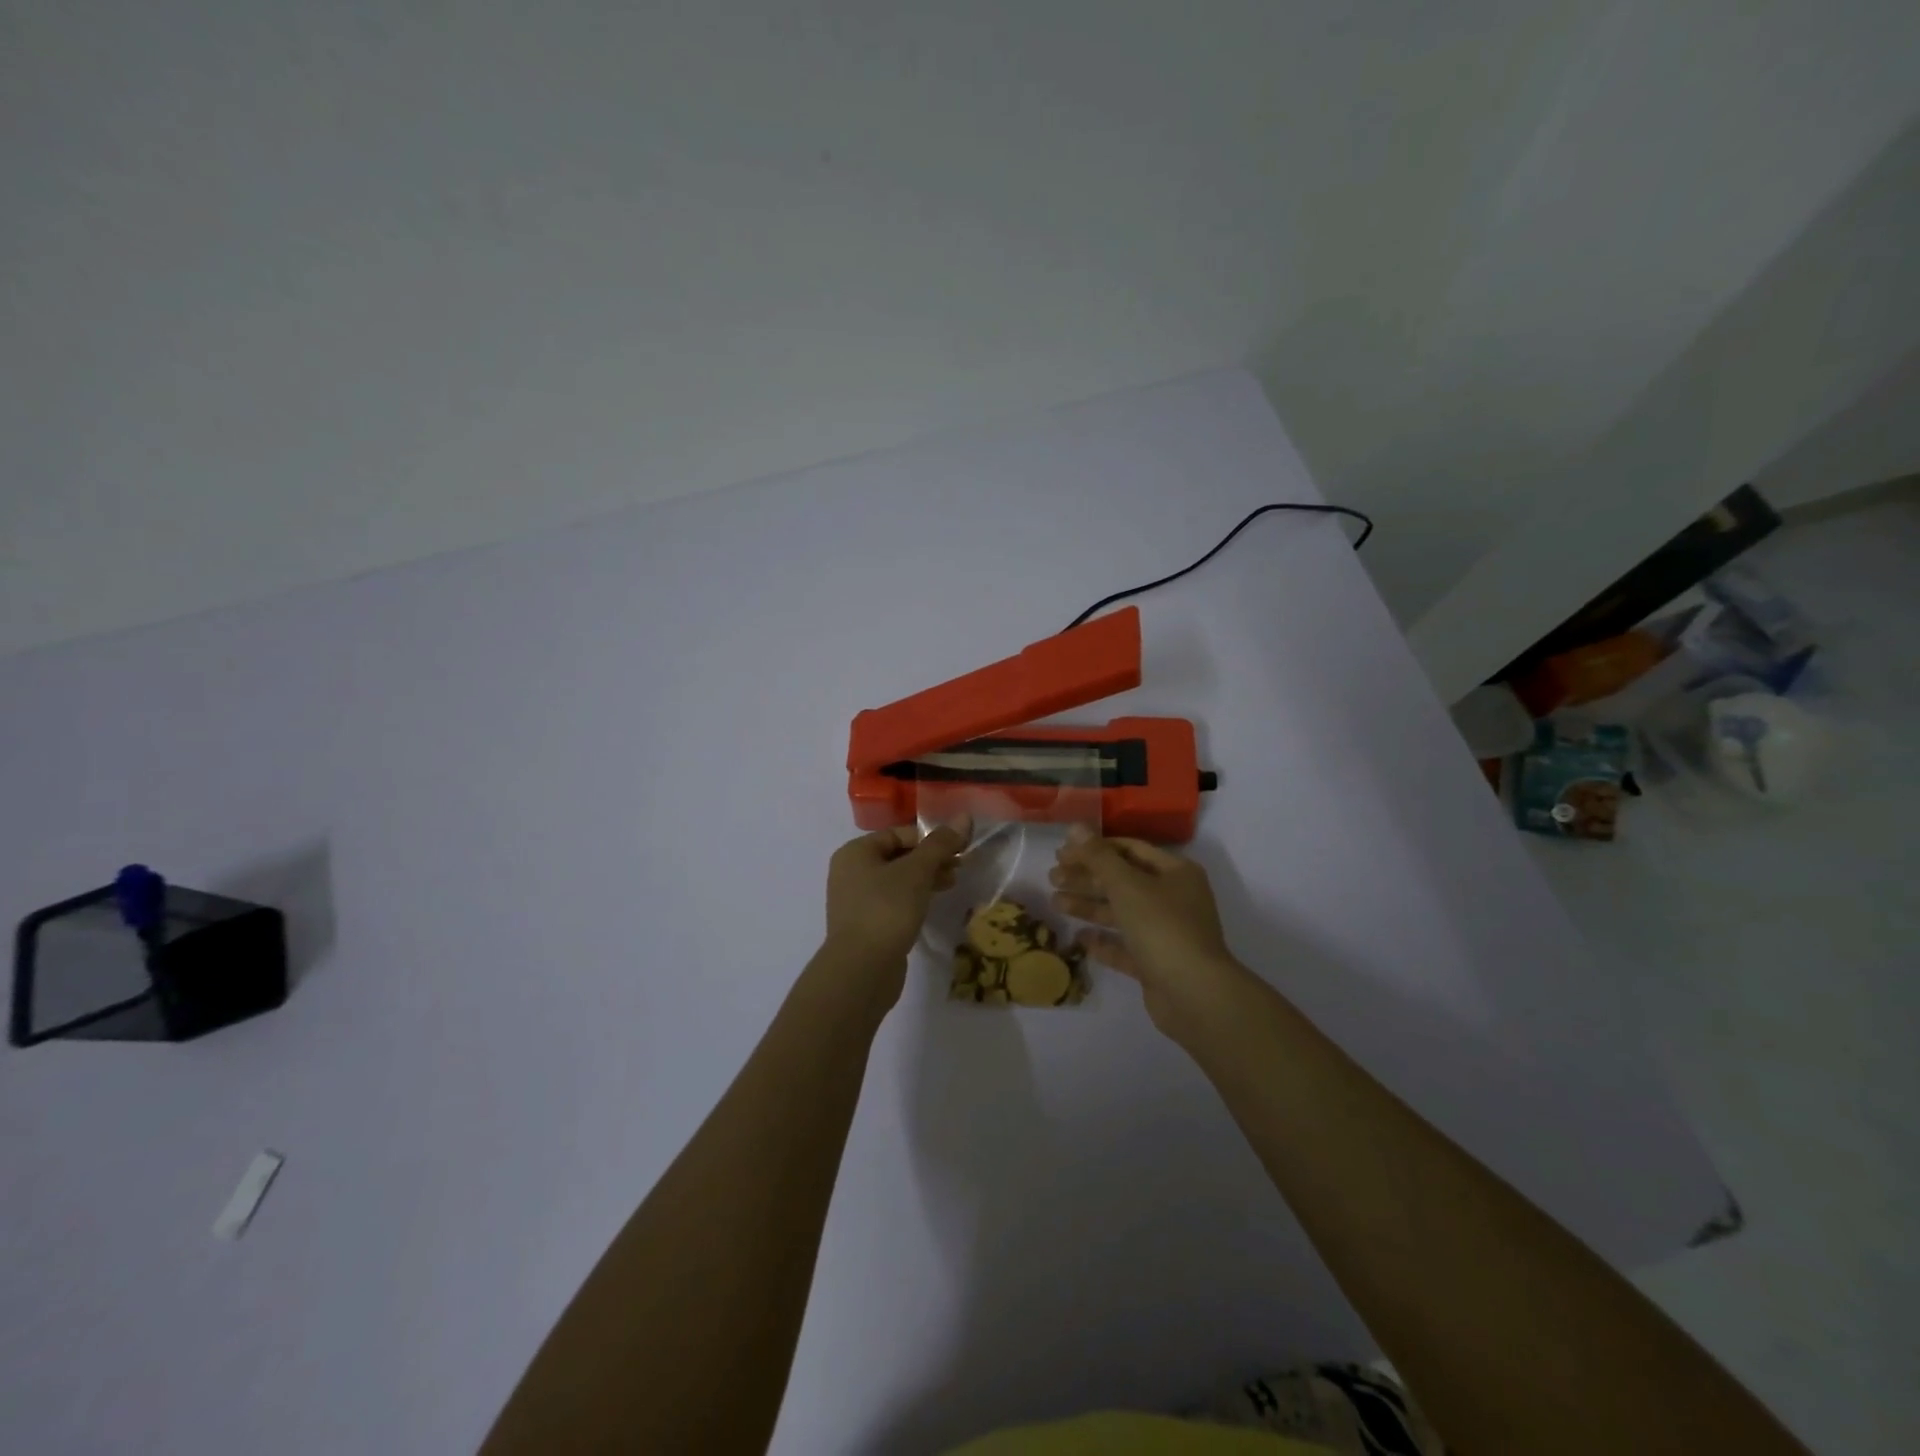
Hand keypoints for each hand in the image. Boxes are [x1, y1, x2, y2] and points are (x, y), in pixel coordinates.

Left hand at [821, 818, 971, 1003]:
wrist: (861, 970)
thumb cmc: (886, 910)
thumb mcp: (917, 872)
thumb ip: (940, 844)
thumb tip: (964, 816)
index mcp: (855, 852)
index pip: (898, 833)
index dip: (930, 838)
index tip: (958, 849)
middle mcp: (850, 872)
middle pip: (898, 856)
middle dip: (930, 859)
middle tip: (960, 867)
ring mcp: (856, 901)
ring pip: (897, 880)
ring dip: (925, 879)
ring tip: (951, 884)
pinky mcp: (865, 925)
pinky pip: (893, 902)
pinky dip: (913, 899)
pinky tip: (931, 906)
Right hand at [1049, 827, 1249, 1039]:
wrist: (1194, 994)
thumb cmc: (1162, 927)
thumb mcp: (1127, 885)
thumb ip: (1099, 857)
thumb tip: (1076, 827)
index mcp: (1176, 873)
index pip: (1130, 849)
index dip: (1095, 848)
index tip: (1063, 852)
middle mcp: (1174, 899)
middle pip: (1123, 881)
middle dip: (1087, 878)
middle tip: (1052, 877)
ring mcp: (1166, 933)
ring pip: (1122, 913)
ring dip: (1089, 906)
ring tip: (1055, 902)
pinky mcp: (1157, 964)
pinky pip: (1125, 946)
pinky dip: (1103, 941)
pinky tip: (1078, 938)